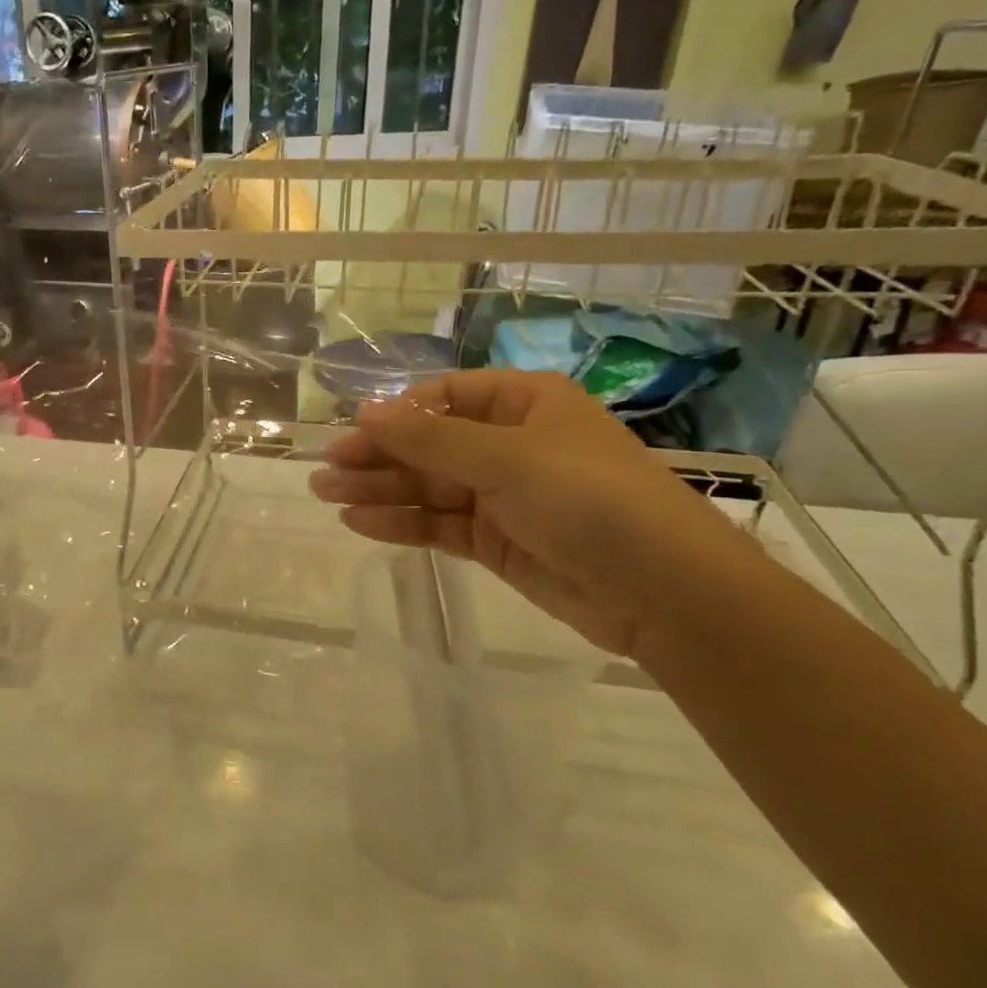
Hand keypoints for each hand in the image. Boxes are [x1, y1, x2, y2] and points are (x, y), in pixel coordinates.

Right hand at [309, 371, 757, 657]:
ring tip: (326, 497)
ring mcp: (501, 495)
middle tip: (324, 472)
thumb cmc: (589, 500)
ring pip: (427, 485)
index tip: (353, 434)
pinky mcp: (495, 540)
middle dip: (377, 457)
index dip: (397, 415)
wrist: (662, 591)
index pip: (443, 397)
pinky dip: (402, 522)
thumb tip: (364, 410)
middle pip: (428, 444)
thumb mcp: (506, 459)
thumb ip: (430, 439)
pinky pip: (438, 523)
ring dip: (379, 490)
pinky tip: (361, 524)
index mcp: (523, 403)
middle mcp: (509, 443)